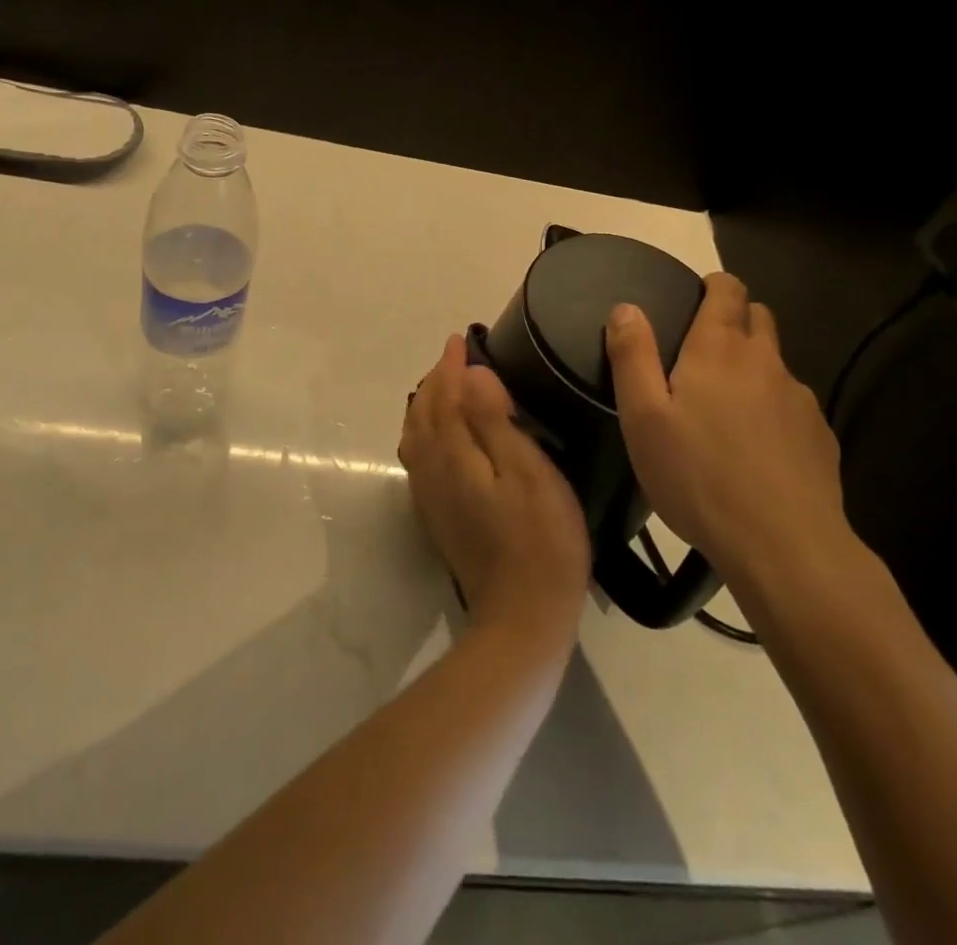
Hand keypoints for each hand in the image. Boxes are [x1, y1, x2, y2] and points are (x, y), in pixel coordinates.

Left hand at [399, 334, 591, 648]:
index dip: (451, 365)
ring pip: (416, 435)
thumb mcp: (528, 472)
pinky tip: (441, 434)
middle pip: (423, 412)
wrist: (522, 616)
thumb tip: (470, 374)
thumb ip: (494, 421)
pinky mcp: (437, 515)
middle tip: (456, 357)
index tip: (460, 339)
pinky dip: (425, 430)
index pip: (444, 396)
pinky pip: (419, 457)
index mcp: (452, 455)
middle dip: (436, 379)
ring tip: (448, 385)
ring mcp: (430, 496)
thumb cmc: (540, 539)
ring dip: (428, 403)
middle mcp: (431, 470)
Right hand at [605, 273, 849, 576]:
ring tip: (727, 410)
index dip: (714, 285)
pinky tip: (757, 450)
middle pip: (759, 318)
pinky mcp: (821, 437)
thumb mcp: (643, 418)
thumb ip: (633, 356)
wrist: (784, 545)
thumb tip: (626, 307)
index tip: (697, 297)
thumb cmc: (698, 476)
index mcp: (719, 349)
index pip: (728, 290)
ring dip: (754, 369)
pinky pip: (793, 407)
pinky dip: (774, 411)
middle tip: (704, 351)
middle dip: (736, 319)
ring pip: (776, 365)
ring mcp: (799, 400)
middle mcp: (765, 362)